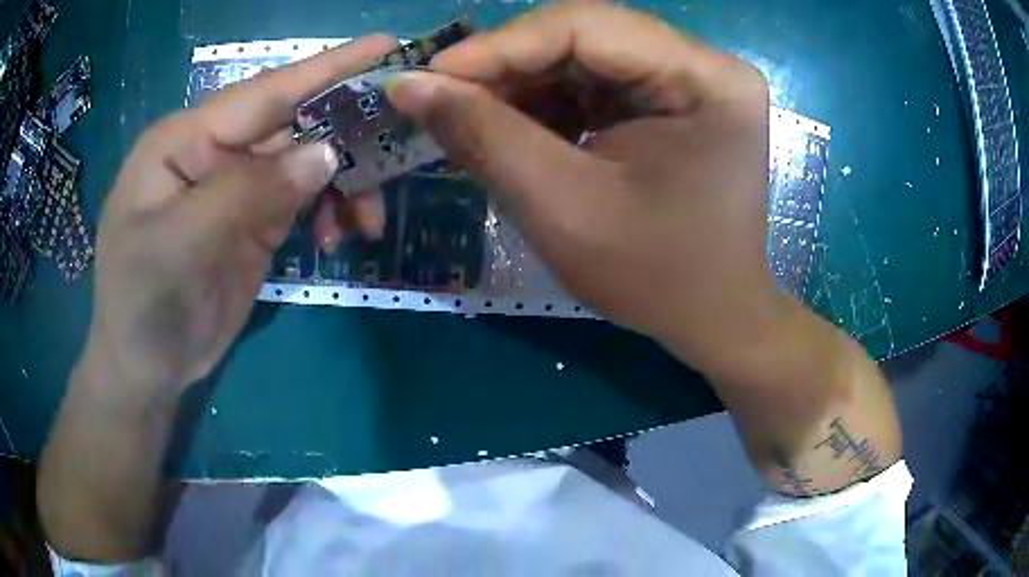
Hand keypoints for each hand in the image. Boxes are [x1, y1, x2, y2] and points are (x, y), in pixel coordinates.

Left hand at [80, 35, 396, 396]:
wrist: (144, 371)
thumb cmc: (143, 304)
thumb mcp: (182, 245)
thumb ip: (248, 191)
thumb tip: (327, 155)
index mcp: (186, 140)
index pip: (265, 92)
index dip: (327, 68)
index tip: (388, 46)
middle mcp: (214, 152)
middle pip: (293, 125)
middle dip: (348, 136)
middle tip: (403, 145)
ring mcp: (235, 188)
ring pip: (306, 164)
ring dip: (344, 186)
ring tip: (367, 224)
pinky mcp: (252, 223)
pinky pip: (303, 201)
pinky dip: (330, 213)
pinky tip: (339, 238)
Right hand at [386, 3, 779, 375]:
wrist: (712, 317)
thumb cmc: (656, 279)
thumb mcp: (564, 209)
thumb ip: (483, 136)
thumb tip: (409, 85)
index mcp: (706, 79)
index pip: (586, 26)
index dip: (498, 46)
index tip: (427, 77)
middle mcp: (704, 64)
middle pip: (584, 36)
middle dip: (505, 68)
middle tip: (439, 100)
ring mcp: (689, 79)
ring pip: (581, 57)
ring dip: (519, 86)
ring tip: (470, 120)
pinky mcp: (670, 99)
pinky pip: (594, 83)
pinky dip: (545, 104)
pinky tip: (513, 130)